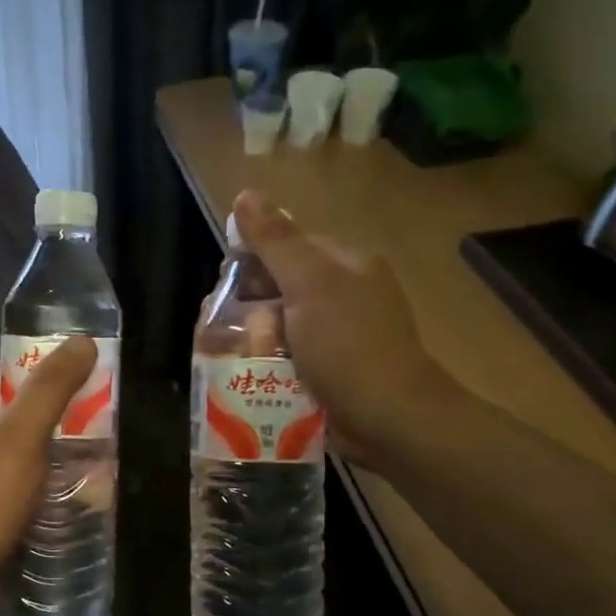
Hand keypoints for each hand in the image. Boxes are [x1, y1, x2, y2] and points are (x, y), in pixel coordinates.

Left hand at [0, 337, 99, 615]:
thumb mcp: (21, 435)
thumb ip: (50, 388)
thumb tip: (82, 341)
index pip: (6, 373)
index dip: (42, 368)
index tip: (82, 376)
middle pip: (18, 414)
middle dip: (58, 417)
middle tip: (101, 424)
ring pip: (21, 454)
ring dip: (55, 455)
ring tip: (97, 463)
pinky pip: (18, 489)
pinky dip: (45, 489)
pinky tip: (72, 501)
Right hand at [232, 190, 462, 469]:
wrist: (390, 420)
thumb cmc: (348, 346)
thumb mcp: (309, 285)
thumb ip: (276, 241)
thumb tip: (246, 194)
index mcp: (346, 265)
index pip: (289, 245)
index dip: (253, 259)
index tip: (226, 285)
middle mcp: (346, 295)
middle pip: (282, 286)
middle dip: (252, 304)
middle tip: (229, 326)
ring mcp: (341, 335)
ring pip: (282, 324)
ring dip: (258, 337)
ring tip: (236, 355)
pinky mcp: (334, 370)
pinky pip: (291, 355)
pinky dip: (271, 362)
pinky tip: (254, 375)